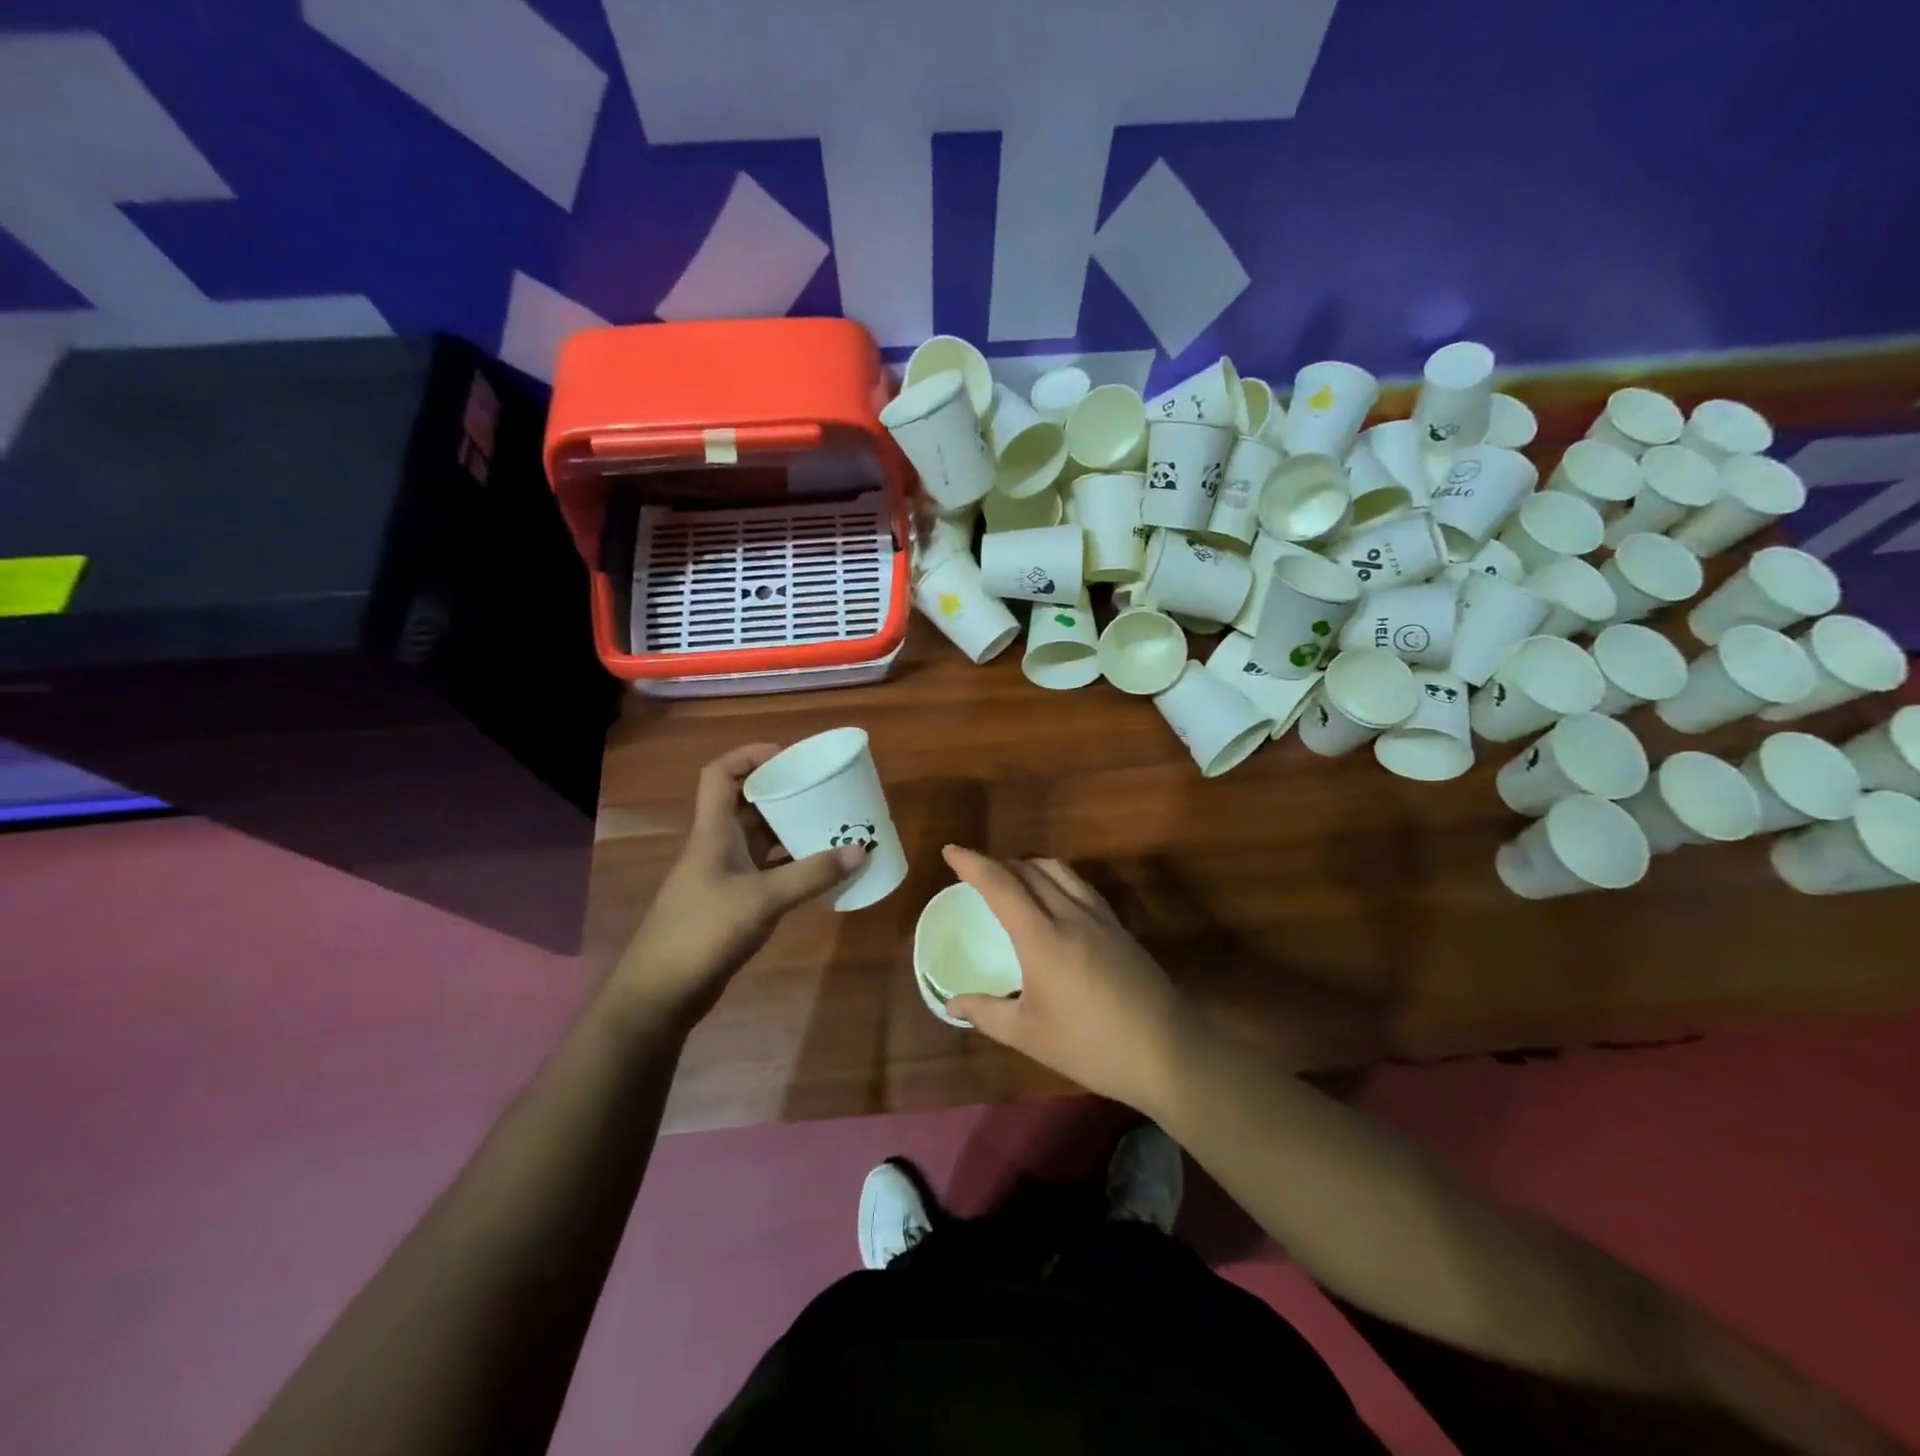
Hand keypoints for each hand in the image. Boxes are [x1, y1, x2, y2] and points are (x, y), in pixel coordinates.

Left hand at [611, 745, 862, 1023]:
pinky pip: (766, 869)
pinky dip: (791, 864)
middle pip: (748, 804)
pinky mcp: (732, 902)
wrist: (661, 992)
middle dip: (783, 792)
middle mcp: (718, 846)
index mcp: (713, 832)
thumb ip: (811, 874)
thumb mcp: (763, 899)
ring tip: (830, 824)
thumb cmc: (703, 931)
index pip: (720, 774)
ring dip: (790, 829)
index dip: (749, 756)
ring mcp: (724, 875)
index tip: (788, 756)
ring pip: (760, 838)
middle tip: (823, 790)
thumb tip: (861, 850)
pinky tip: (820, 869)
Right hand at [942, 846, 1191, 1112]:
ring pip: (1058, 870)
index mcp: (1042, 938)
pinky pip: (1079, 885)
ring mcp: (1099, 917)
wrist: (1167, 1052)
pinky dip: (1055, 877)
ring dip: (1029, 865)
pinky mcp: (1119, 926)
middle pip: (1029, 870)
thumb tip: (951, 1003)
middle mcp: (1070, 915)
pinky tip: (1053, 898)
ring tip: (1011, 879)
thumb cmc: (1091, 1046)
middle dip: (998, 863)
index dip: (973, 863)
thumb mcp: (1029, 1035)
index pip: (1001, 885)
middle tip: (975, 873)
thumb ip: (986, 1013)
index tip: (951, 851)